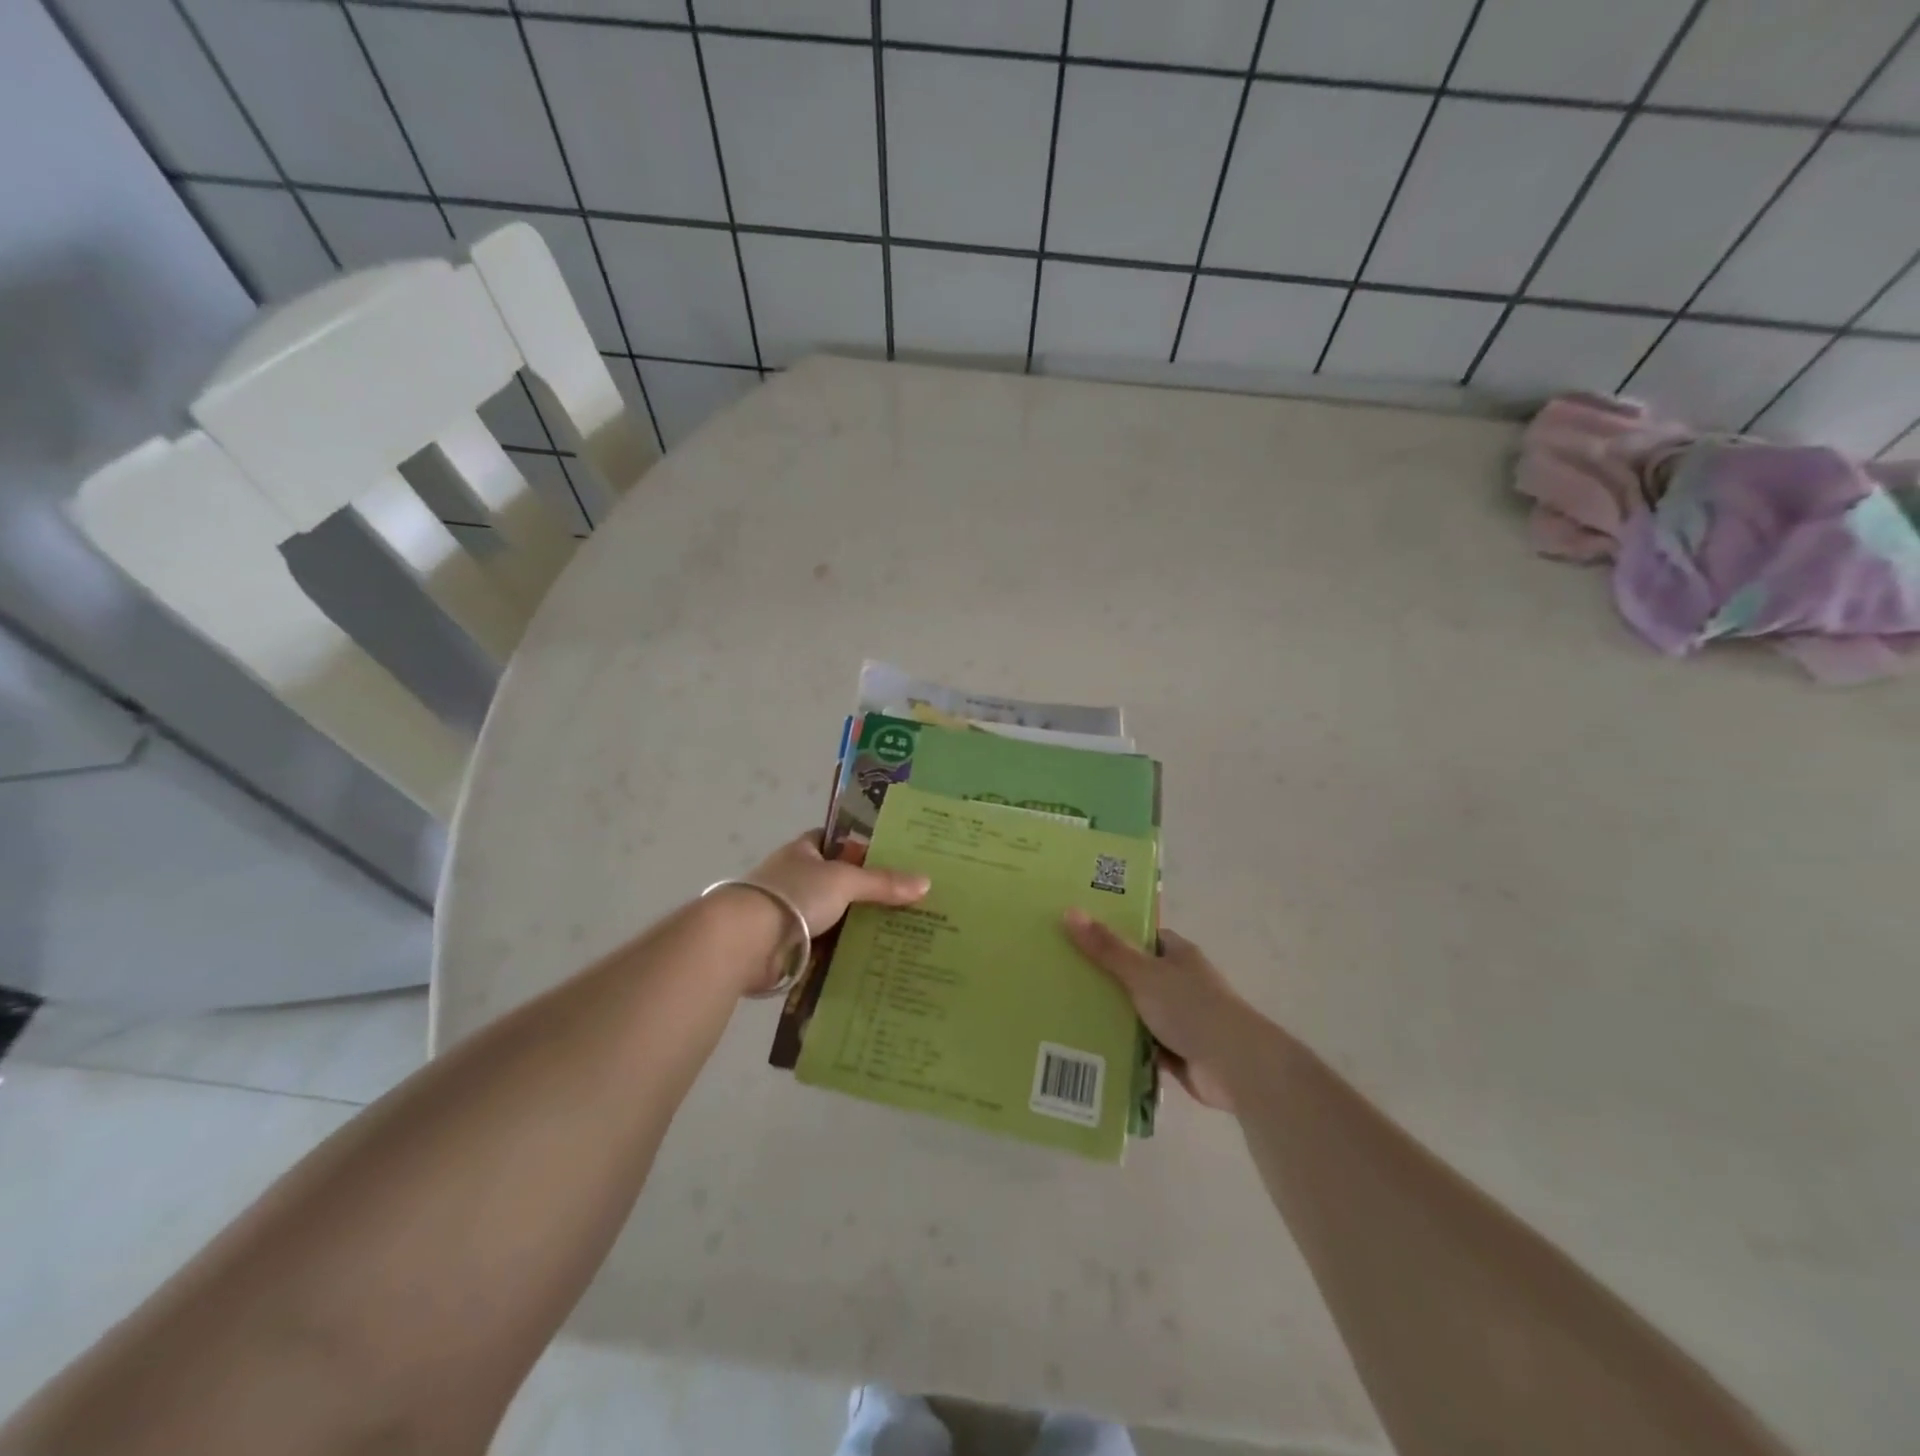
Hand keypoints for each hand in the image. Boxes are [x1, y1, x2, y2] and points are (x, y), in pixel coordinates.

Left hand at [747, 832, 929, 938]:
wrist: (746, 941)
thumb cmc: (793, 895)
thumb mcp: (844, 881)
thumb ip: (882, 882)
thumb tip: (926, 882)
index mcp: (803, 851)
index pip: (833, 840)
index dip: (859, 844)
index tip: (891, 855)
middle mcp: (795, 878)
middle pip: (838, 881)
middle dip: (866, 890)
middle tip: (907, 898)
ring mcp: (791, 913)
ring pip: (833, 915)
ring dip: (857, 924)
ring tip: (900, 930)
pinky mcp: (789, 947)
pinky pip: (825, 946)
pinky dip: (844, 951)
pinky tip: (874, 957)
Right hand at [1063, 912, 1271, 1113]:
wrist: (1235, 1066)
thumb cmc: (1190, 1007)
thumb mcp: (1142, 973)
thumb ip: (1107, 947)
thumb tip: (1069, 911)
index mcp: (1178, 955)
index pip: (1142, 937)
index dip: (1113, 934)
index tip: (1078, 935)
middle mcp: (1180, 982)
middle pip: (1135, 974)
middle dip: (1105, 977)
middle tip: (1061, 974)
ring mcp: (1180, 1018)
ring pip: (1136, 1010)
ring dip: (1112, 1014)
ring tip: (1065, 1009)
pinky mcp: (1176, 1052)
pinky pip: (1140, 1043)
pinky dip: (1122, 1045)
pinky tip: (1089, 1045)